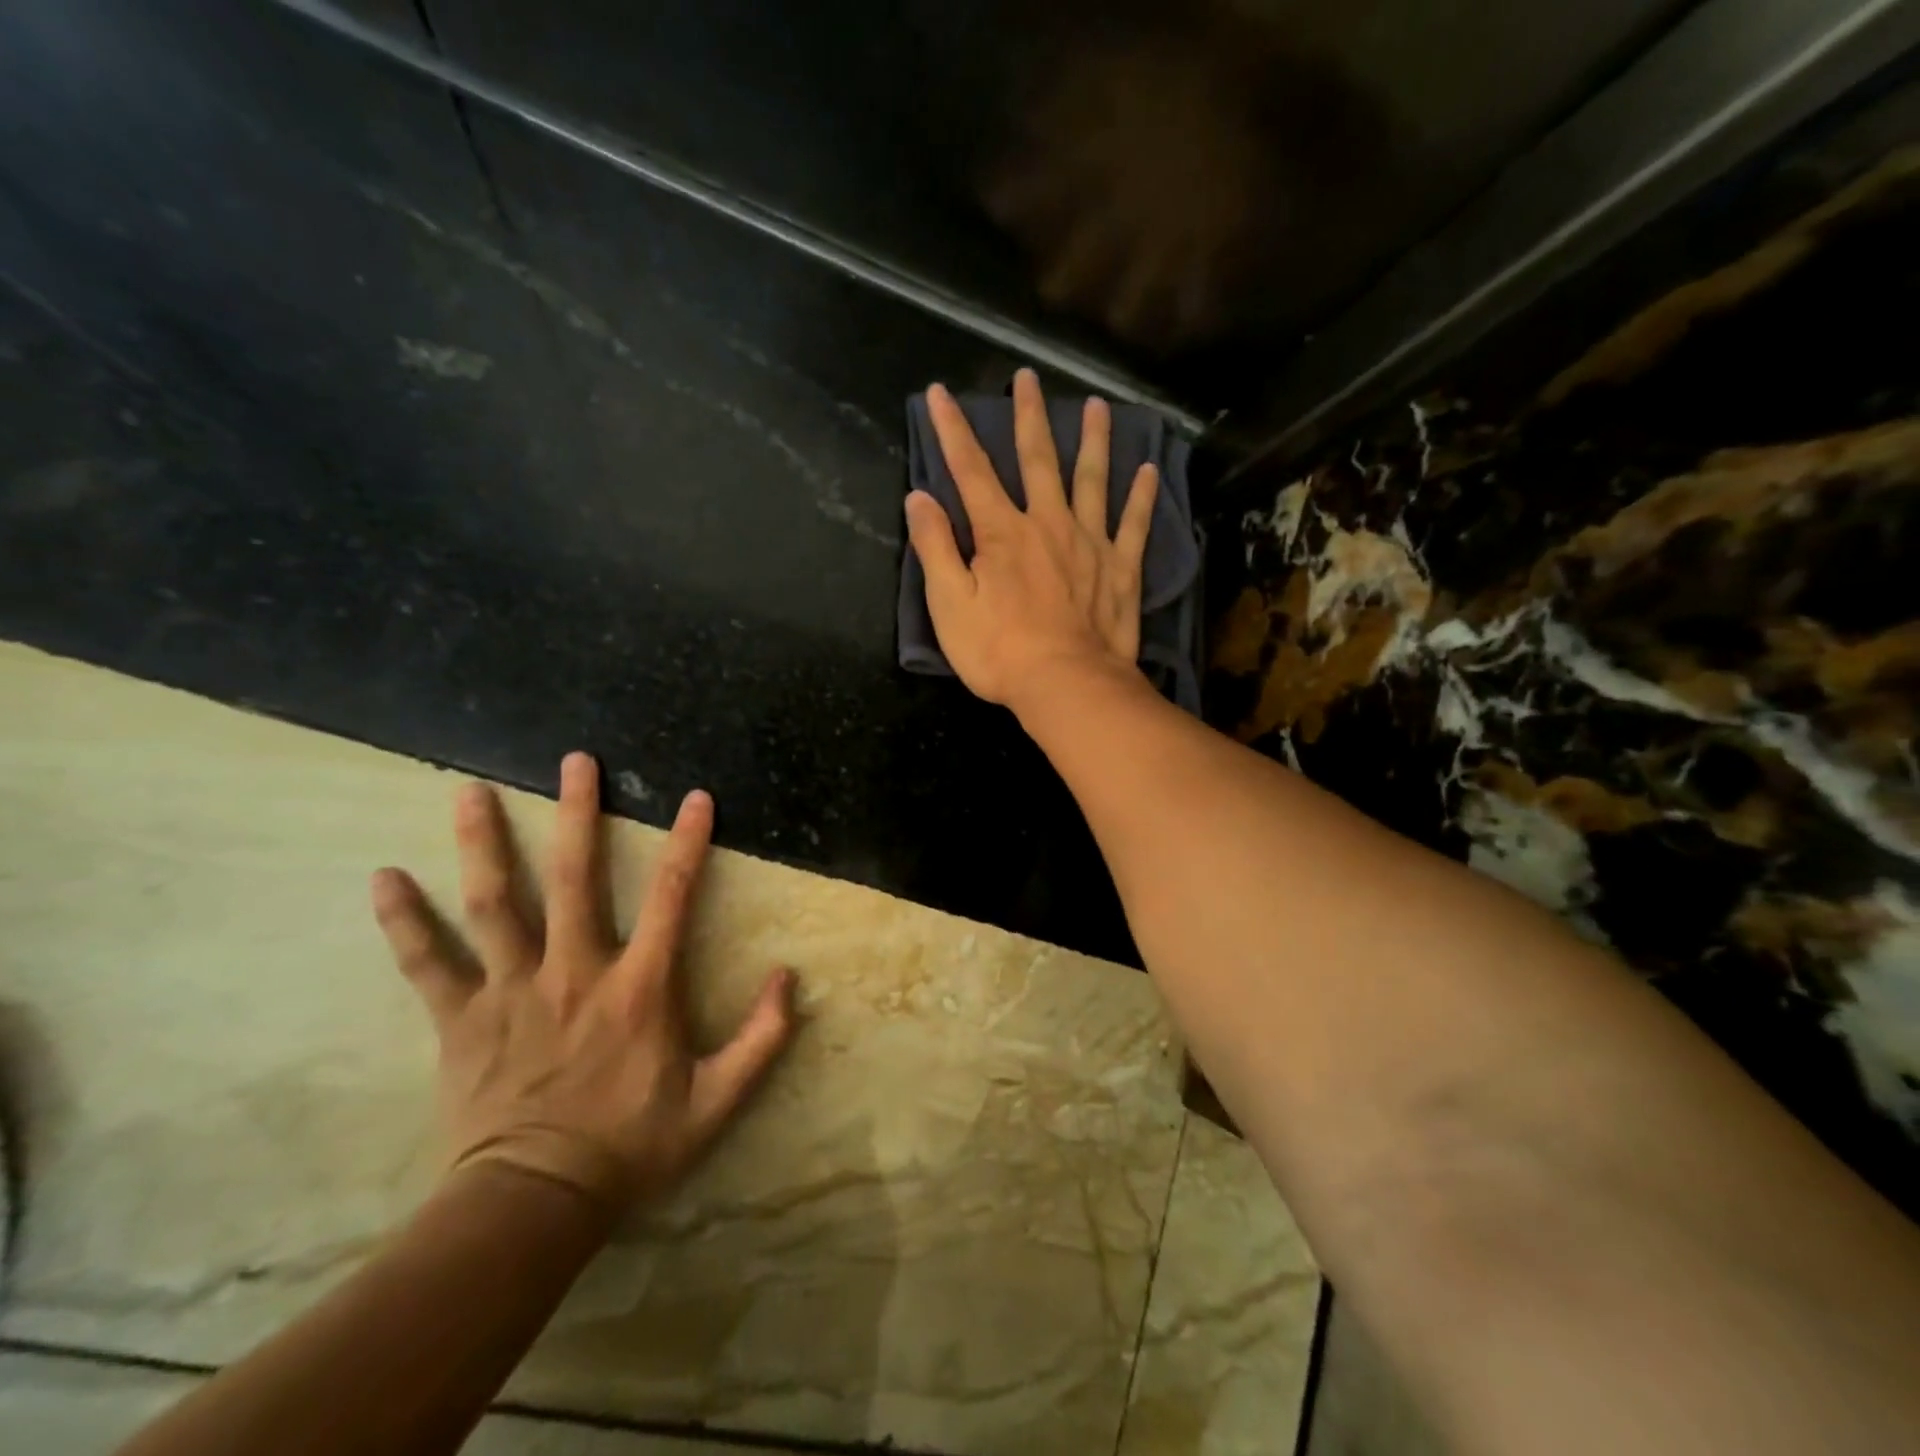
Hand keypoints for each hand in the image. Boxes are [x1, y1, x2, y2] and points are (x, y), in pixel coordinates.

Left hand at [369, 754, 794, 1214]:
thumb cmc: (631, 1146)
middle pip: (577, 878)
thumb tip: (789, 977)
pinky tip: (382, 879)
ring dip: (485, 845)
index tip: (695, 796)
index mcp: (640, 987)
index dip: (688, 842)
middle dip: (579, 814)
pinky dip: (403, 921)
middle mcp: (576, 971)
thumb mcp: (717, 1102)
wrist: (533, 1206)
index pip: (672, 896)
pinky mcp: (461, 1019)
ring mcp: (512, 991)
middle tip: (575, 761)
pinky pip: (426, 963)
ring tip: (468, 792)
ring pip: (496, 904)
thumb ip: (762, 1039)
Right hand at [905, 368, 1157, 709]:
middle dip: (1028, 417)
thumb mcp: (949, 605)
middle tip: (1027, 378)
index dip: (952, 430)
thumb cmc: (999, 652)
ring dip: (1094, 440)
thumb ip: (934, 548)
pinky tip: (1149, 470)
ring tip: (1098, 406)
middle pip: (1037, 460)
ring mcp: (1090, 543)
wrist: (1066, 685)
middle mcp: (1048, 524)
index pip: (971, 470)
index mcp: (1002, 532)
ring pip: (1092, 479)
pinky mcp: (1121, 569)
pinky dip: (1141, 496)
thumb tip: (920, 497)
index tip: (939, 393)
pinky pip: (1133, 524)